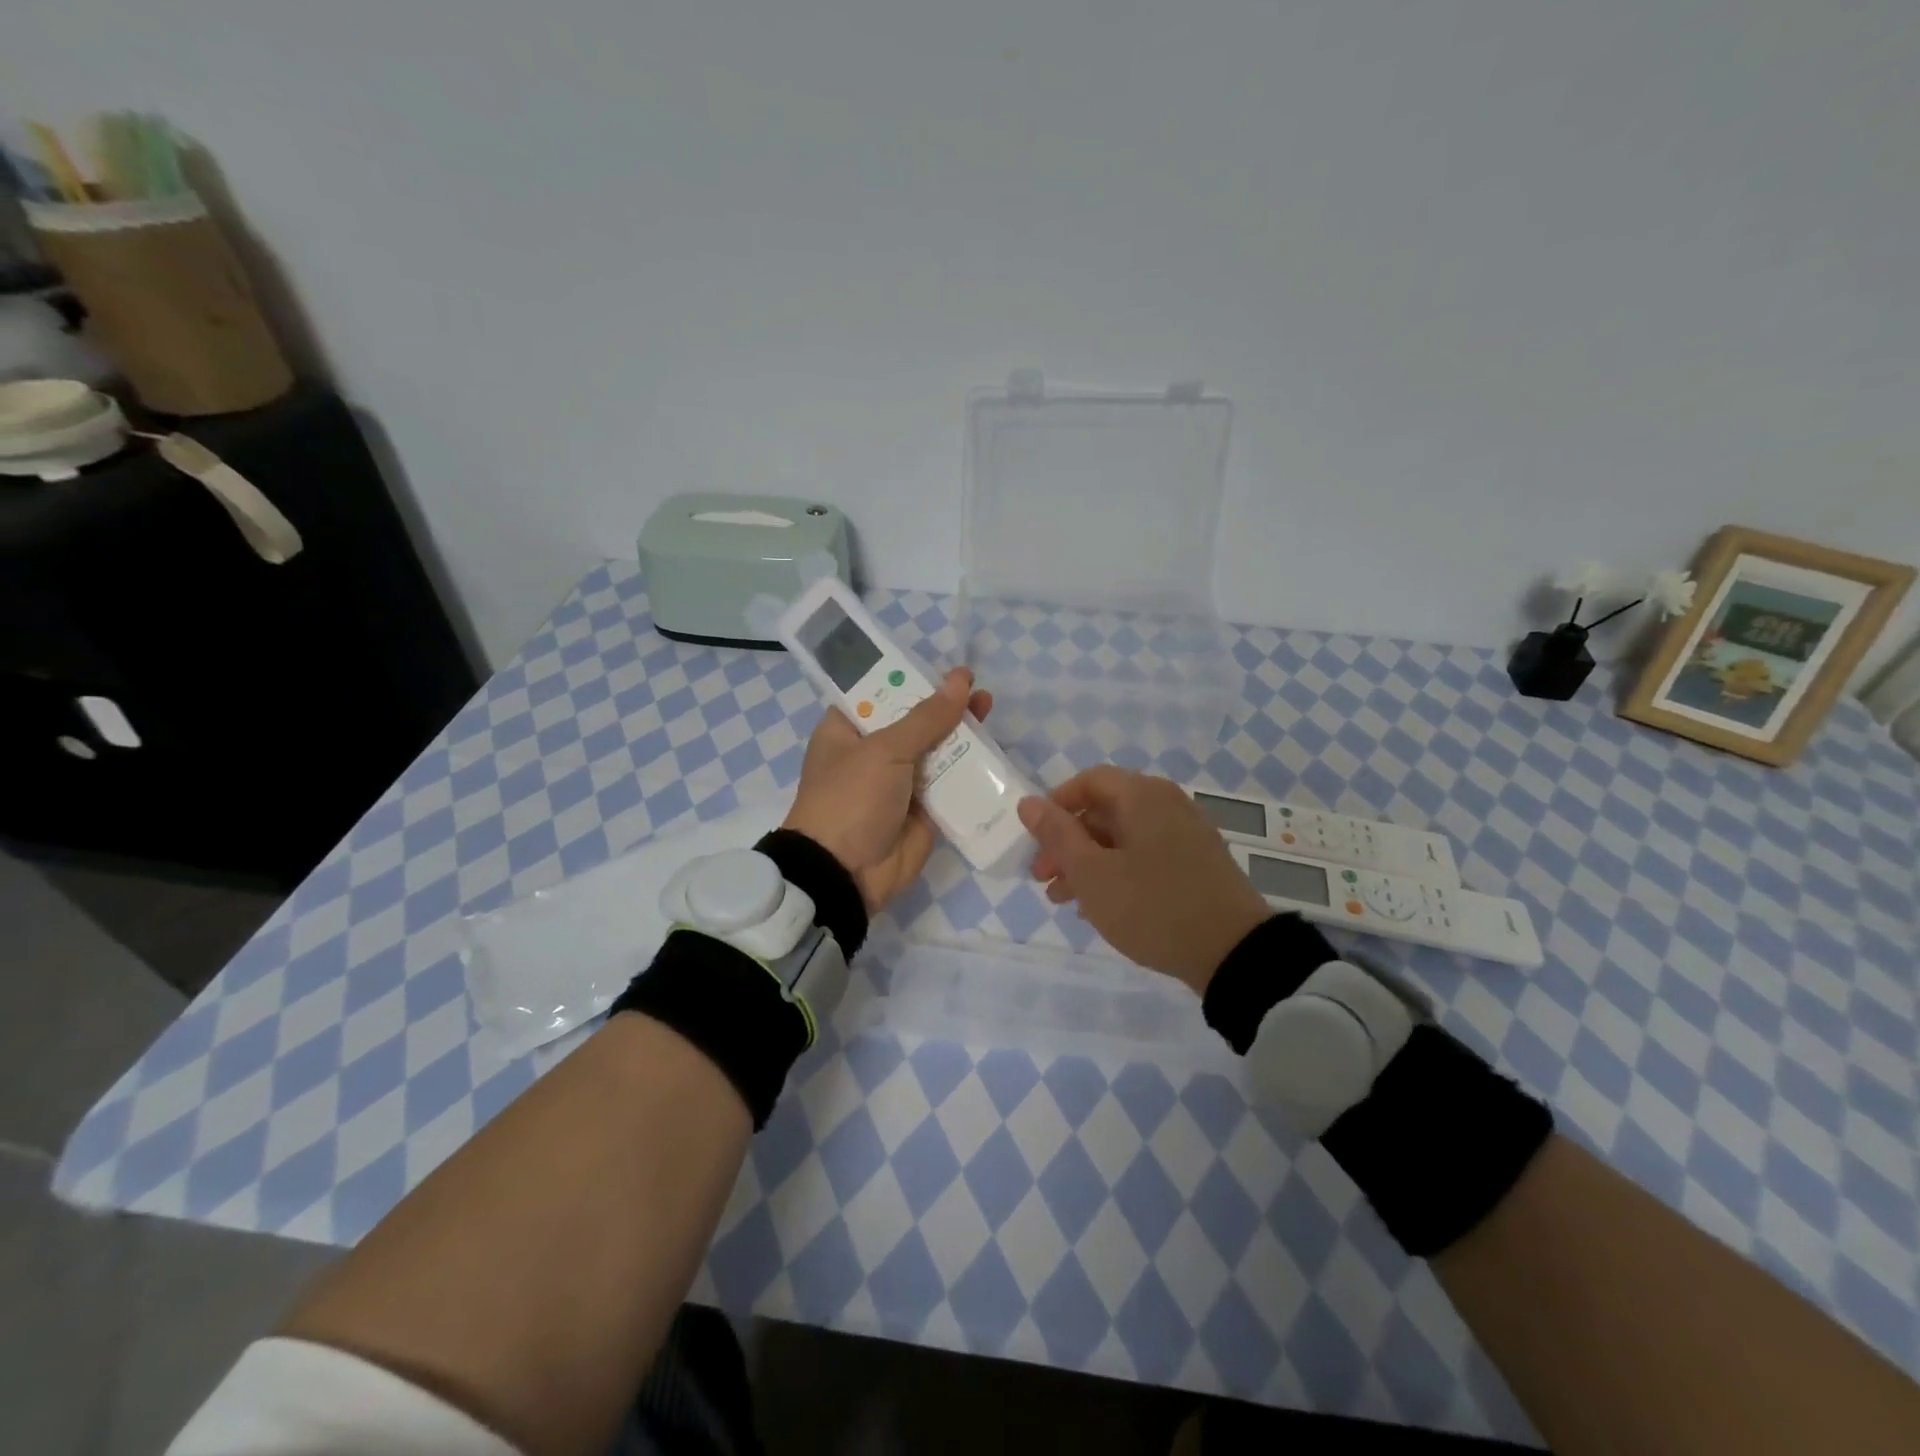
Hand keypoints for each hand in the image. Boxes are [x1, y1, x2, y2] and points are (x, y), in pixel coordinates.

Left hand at [782, 667, 992, 911]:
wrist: (845, 873)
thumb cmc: (851, 798)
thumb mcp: (884, 750)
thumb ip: (926, 718)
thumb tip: (961, 680)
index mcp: (847, 731)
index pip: (879, 694)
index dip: (911, 679)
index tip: (944, 669)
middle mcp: (873, 753)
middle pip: (914, 721)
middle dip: (944, 706)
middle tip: (976, 689)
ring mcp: (900, 783)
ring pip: (936, 751)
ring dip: (961, 735)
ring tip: (988, 710)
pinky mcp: (923, 811)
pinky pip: (950, 784)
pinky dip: (970, 770)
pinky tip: (994, 752)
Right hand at [1019, 767, 1271, 994]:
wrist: (1234, 952)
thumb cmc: (1152, 906)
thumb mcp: (1092, 874)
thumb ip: (1057, 835)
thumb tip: (1028, 802)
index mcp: (1142, 796)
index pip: (1089, 780)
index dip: (1056, 805)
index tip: (1036, 840)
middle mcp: (1167, 804)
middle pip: (1105, 809)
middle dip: (1068, 841)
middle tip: (1043, 877)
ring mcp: (1186, 833)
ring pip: (1124, 836)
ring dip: (1089, 860)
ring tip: (1063, 899)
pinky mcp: (1198, 862)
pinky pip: (1146, 854)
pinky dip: (1118, 870)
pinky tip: (1102, 905)